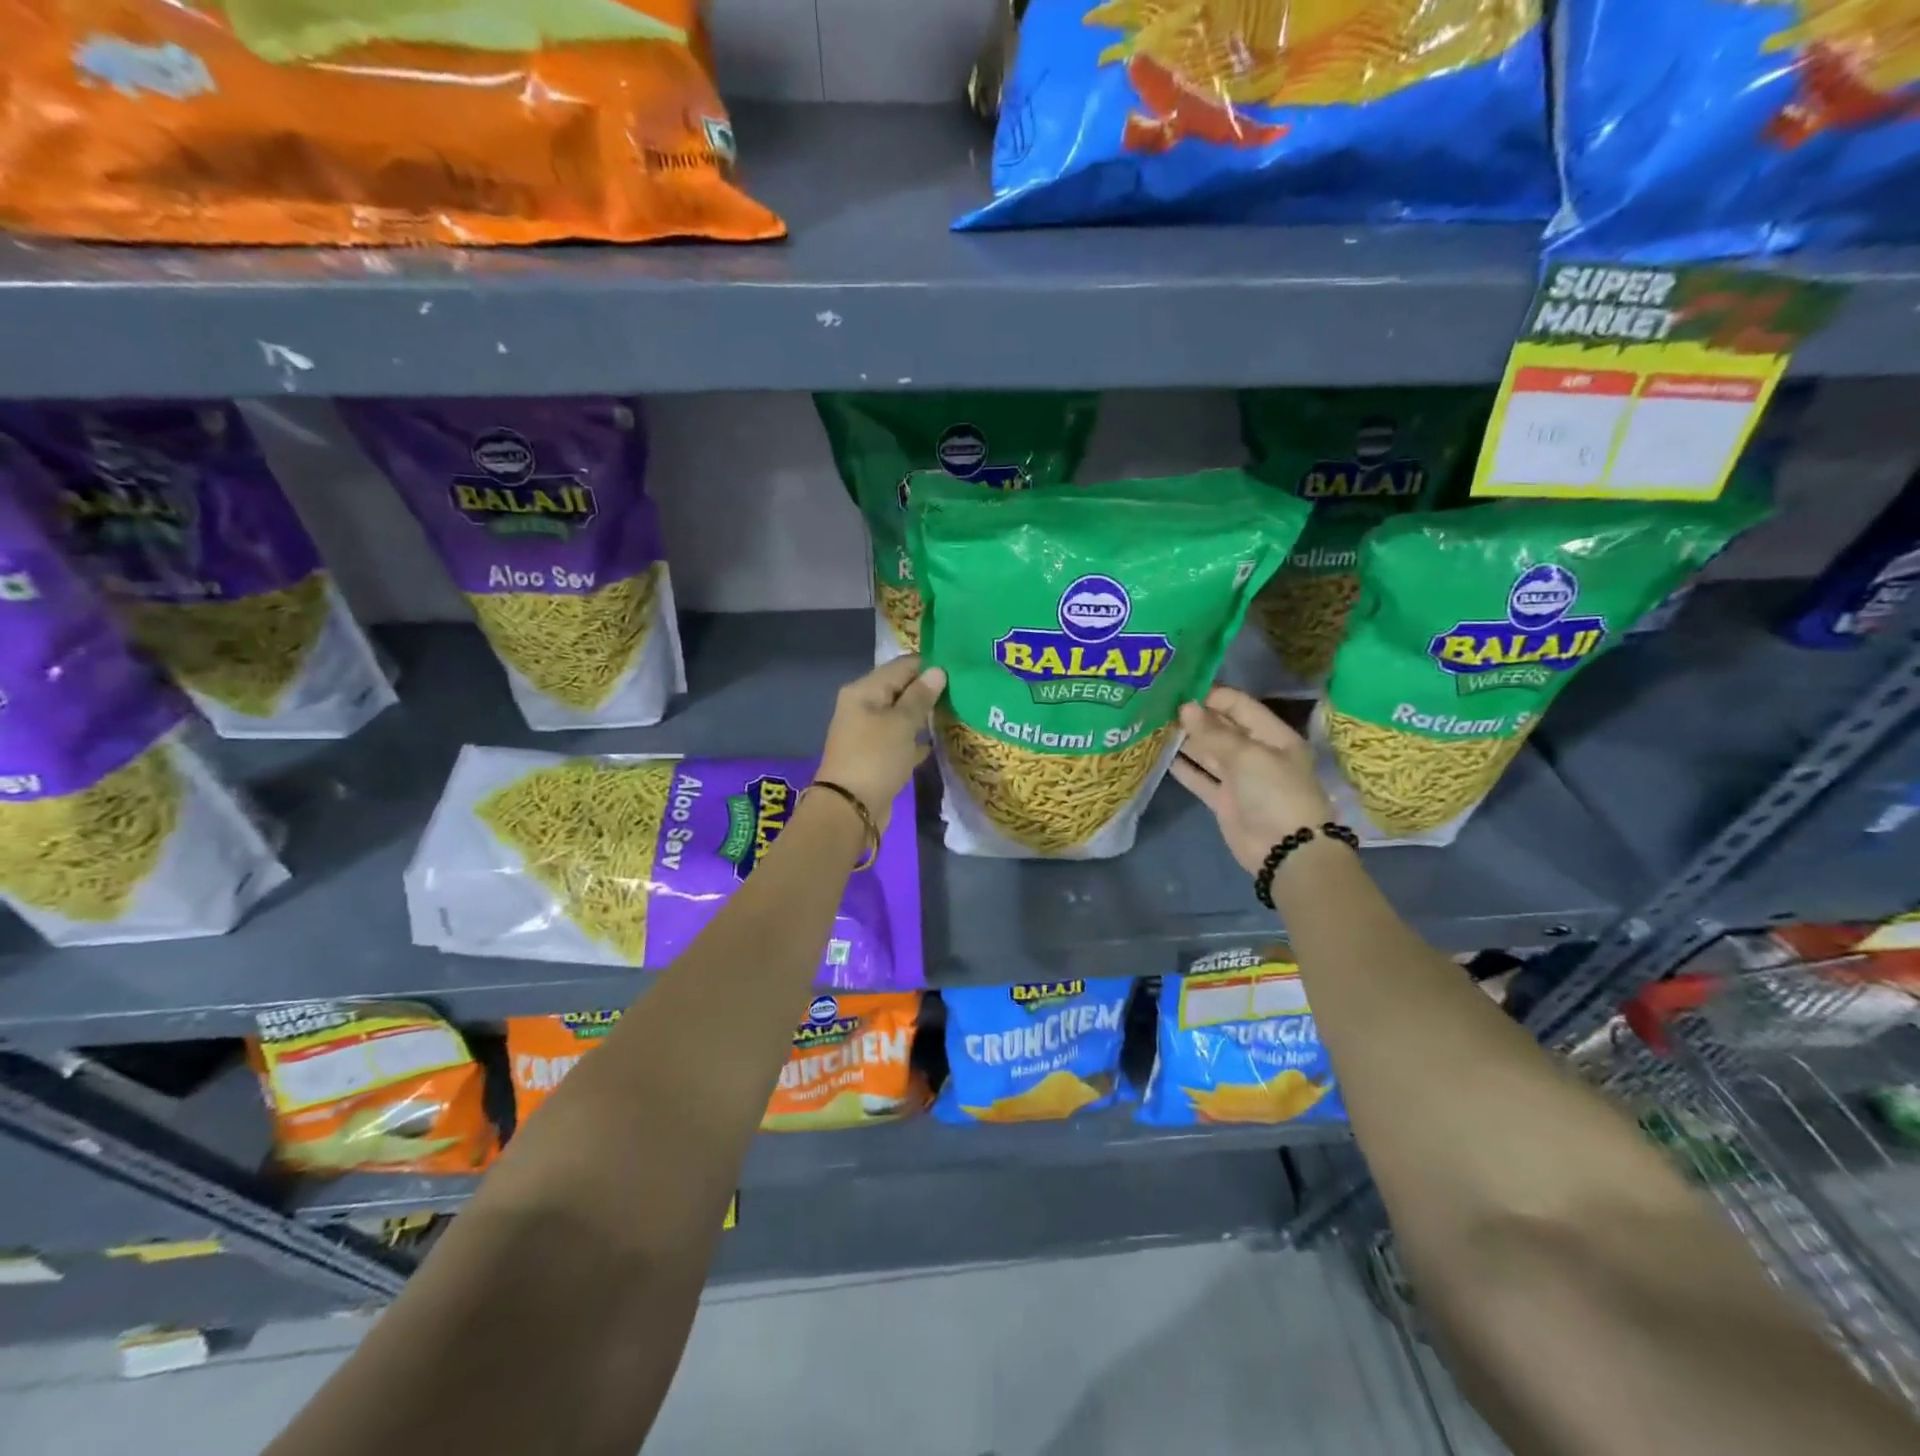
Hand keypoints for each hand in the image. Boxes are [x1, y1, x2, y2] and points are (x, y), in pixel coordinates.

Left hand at [816, 655, 946, 832]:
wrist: (850, 809)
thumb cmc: (875, 758)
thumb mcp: (900, 723)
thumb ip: (920, 696)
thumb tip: (937, 671)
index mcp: (864, 691)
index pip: (901, 666)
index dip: (929, 665)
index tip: (959, 668)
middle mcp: (863, 707)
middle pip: (901, 690)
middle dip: (929, 690)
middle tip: (964, 689)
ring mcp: (869, 734)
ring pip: (902, 716)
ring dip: (925, 715)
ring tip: (958, 710)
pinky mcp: (877, 757)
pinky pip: (901, 740)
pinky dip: (918, 739)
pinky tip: (940, 739)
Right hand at [1171, 687, 1335, 874]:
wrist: (1286, 851)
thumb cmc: (1274, 793)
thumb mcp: (1247, 756)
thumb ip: (1213, 732)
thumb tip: (1185, 707)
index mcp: (1273, 736)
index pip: (1240, 706)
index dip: (1212, 696)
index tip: (1180, 689)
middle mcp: (1256, 753)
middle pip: (1222, 728)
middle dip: (1195, 717)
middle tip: (1160, 705)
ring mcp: (1239, 778)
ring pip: (1209, 753)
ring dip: (1186, 741)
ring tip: (1155, 726)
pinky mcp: (1224, 800)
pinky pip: (1201, 778)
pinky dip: (1184, 768)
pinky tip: (1162, 755)